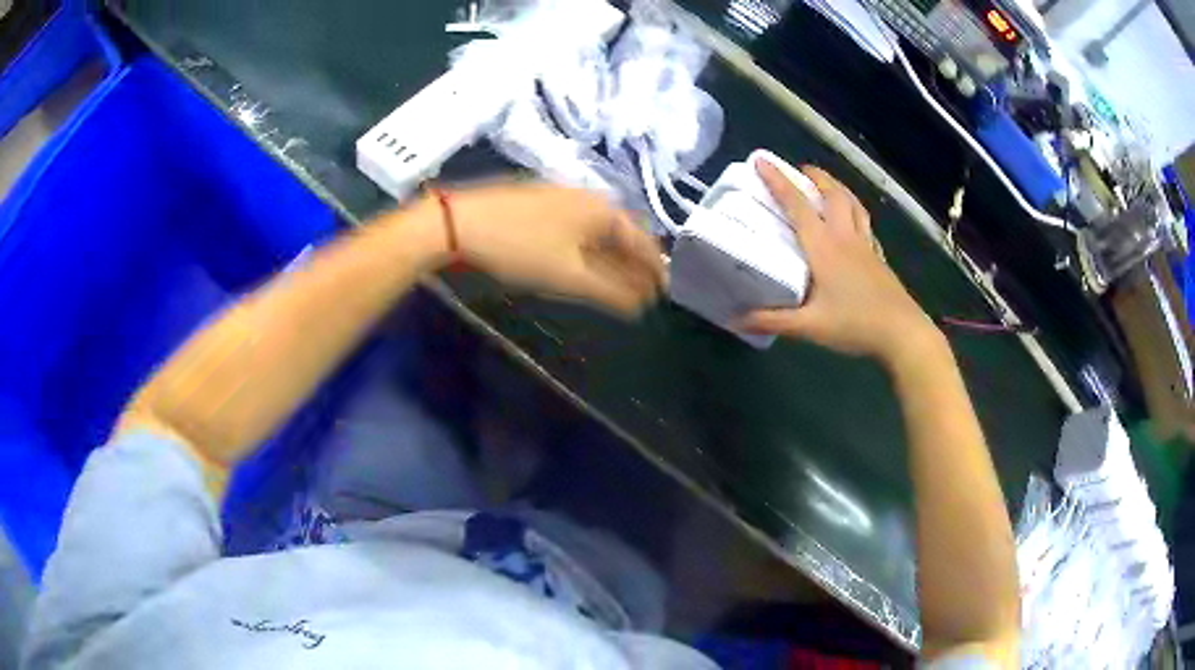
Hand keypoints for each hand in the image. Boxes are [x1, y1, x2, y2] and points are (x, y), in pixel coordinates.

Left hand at [449, 182, 666, 316]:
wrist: (458, 224)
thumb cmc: (520, 248)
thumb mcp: (570, 276)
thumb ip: (611, 291)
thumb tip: (643, 304)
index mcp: (602, 210)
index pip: (641, 241)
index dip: (656, 267)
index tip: (667, 289)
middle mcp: (587, 197)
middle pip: (621, 233)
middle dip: (635, 262)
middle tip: (646, 288)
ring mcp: (560, 197)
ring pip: (597, 230)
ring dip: (611, 256)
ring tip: (620, 280)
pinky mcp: (538, 203)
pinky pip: (577, 227)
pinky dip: (589, 248)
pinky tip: (583, 261)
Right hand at [740, 159, 941, 365]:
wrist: (901, 332)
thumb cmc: (855, 324)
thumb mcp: (809, 326)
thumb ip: (773, 320)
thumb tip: (737, 320)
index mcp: (824, 247)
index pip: (797, 205)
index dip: (778, 181)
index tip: (762, 160)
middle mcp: (845, 237)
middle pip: (832, 195)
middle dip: (816, 177)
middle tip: (801, 170)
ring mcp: (866, 245)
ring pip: (853, 204)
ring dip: (838, 188)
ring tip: (827, 184)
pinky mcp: (878, 257)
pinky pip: (865, 224)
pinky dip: (855, 212)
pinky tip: (854, 221)